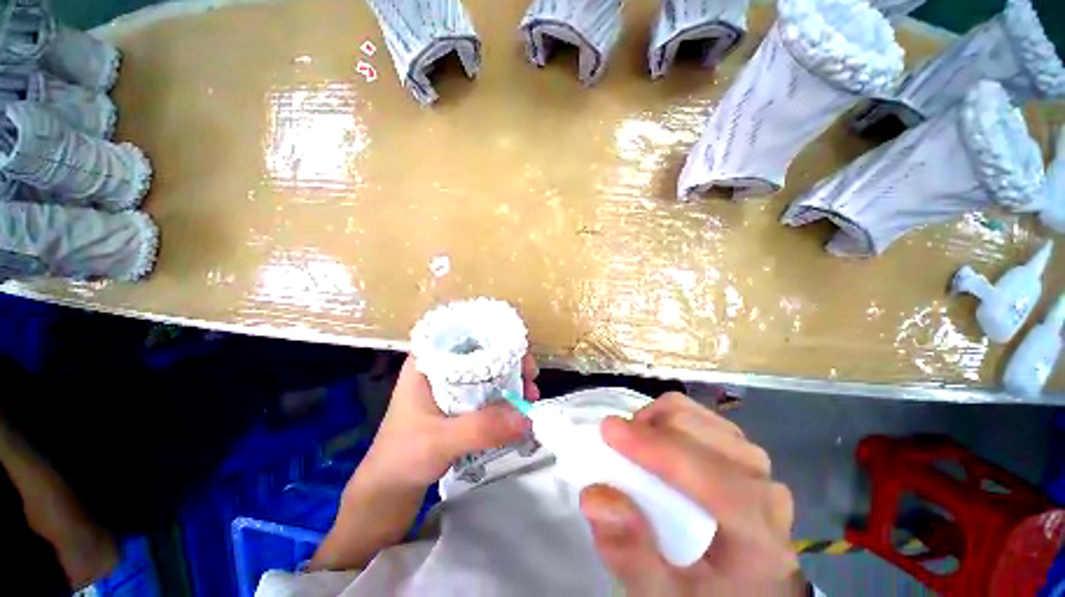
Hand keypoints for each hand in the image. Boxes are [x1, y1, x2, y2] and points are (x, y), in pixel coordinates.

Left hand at [310, 353, 540, 570]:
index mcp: (428, 361)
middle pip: (482, 351)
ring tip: (530, 395)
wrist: (387, 491)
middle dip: (510, 360)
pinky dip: (505, 396)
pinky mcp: (459, 403)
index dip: (495, 335)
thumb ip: (481, 428)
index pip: (465, 333)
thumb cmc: (402, 458)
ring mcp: (451, 386)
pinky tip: (519, 408)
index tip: (520, 351)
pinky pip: (487, 391)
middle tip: (531, 377)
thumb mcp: (440, 441)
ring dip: (511, 379)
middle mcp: (441, 367)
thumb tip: (527, 417)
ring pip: (487, 371)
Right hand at [580, 392, 805, 596]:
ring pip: (697, 416)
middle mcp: (765, 489)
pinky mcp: (740, 449)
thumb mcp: (661, 595)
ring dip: (655, 422)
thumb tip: (594, 496)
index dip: (656, 449)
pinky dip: (666, 419)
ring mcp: (756, 464)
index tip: (607, 431)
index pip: (713, 481)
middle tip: (615, 448)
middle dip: (648, 430)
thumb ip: (630, 555)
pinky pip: (698, 415)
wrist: (736, 584)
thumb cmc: (700, 592)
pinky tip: (655, 442)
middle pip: (701, 434)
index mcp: (758, 538)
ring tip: (634, 447)